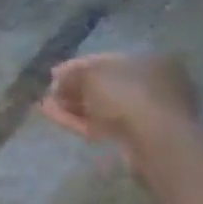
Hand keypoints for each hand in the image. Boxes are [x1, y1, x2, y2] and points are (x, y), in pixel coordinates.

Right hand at [39, 52, 198, 149]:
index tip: (54, 74)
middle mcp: (154, 85)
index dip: (77, 66)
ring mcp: (149, 115)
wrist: (157, 143)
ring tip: (45, 107)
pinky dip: (83, 122)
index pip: (107, 60)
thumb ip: (72, 75)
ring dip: (75, 106)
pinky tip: (58, 119)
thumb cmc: (128, 96)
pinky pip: (107, 126)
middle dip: (75, 89)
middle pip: (106, 85)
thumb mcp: (91, 76)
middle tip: (50, 93)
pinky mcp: (140, 140)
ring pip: (105, 108)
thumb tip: (58, 82)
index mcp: (150, 61)